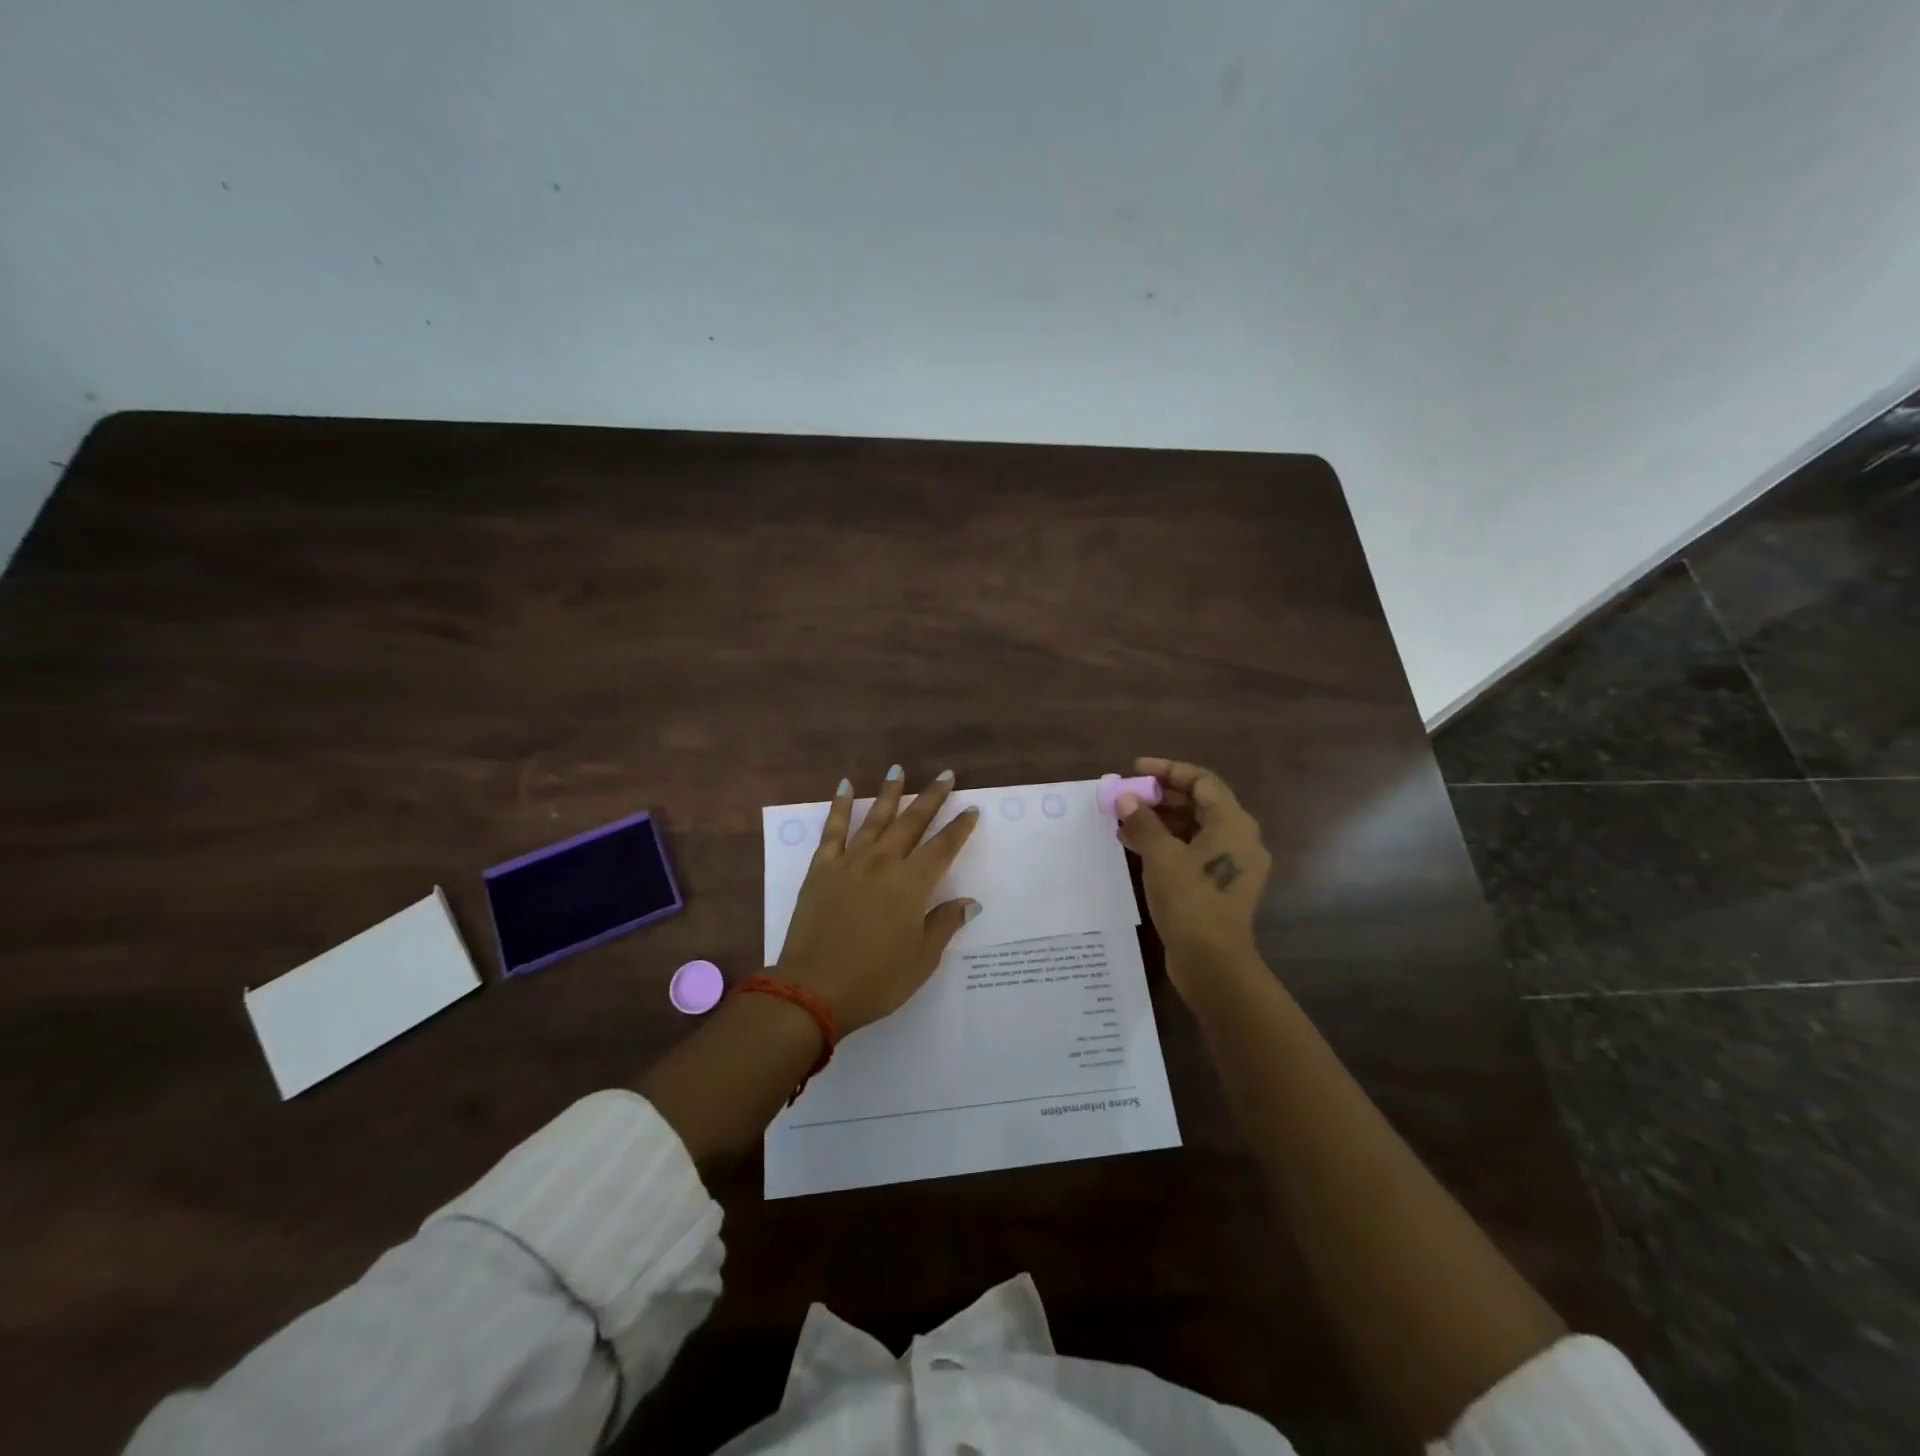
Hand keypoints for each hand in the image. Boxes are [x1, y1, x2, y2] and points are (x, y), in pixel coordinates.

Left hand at [775, 767, 981, 1033]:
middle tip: (945, 775)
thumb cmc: (876, 980)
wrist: (813, 989)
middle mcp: (883, 863)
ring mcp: (849, 862)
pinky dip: (839, 806)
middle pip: (912, 822)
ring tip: (898, 769)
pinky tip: (845, 786)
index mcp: (912, 884)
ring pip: (875, 818)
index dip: (960, 828)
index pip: (943, 847)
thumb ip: (944, 924)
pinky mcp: (821, 868)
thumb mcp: (922, 959)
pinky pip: (833, 830)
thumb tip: (969, 902)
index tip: (971, 808)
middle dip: (931, 797)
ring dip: (889, 792)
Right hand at [1116, 756, 1271, 994]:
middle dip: (1160, 797)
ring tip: (1123, 822)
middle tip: (1127, 797)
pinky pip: (1192, 852)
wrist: (1212, 962)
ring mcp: (1231, 865)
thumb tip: (1126, 799)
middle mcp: (1239, 839)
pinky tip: (1135, 848)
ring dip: (1159, 822)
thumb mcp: (1160, 855)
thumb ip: (1143, 822)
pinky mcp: (1220, 887)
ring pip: (1194, 829)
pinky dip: (1166, 845)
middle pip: (1199, 804)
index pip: (1201, 781)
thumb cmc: (1190, 899)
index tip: (1135, 770)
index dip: (1168, 770)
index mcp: (1233, 823)